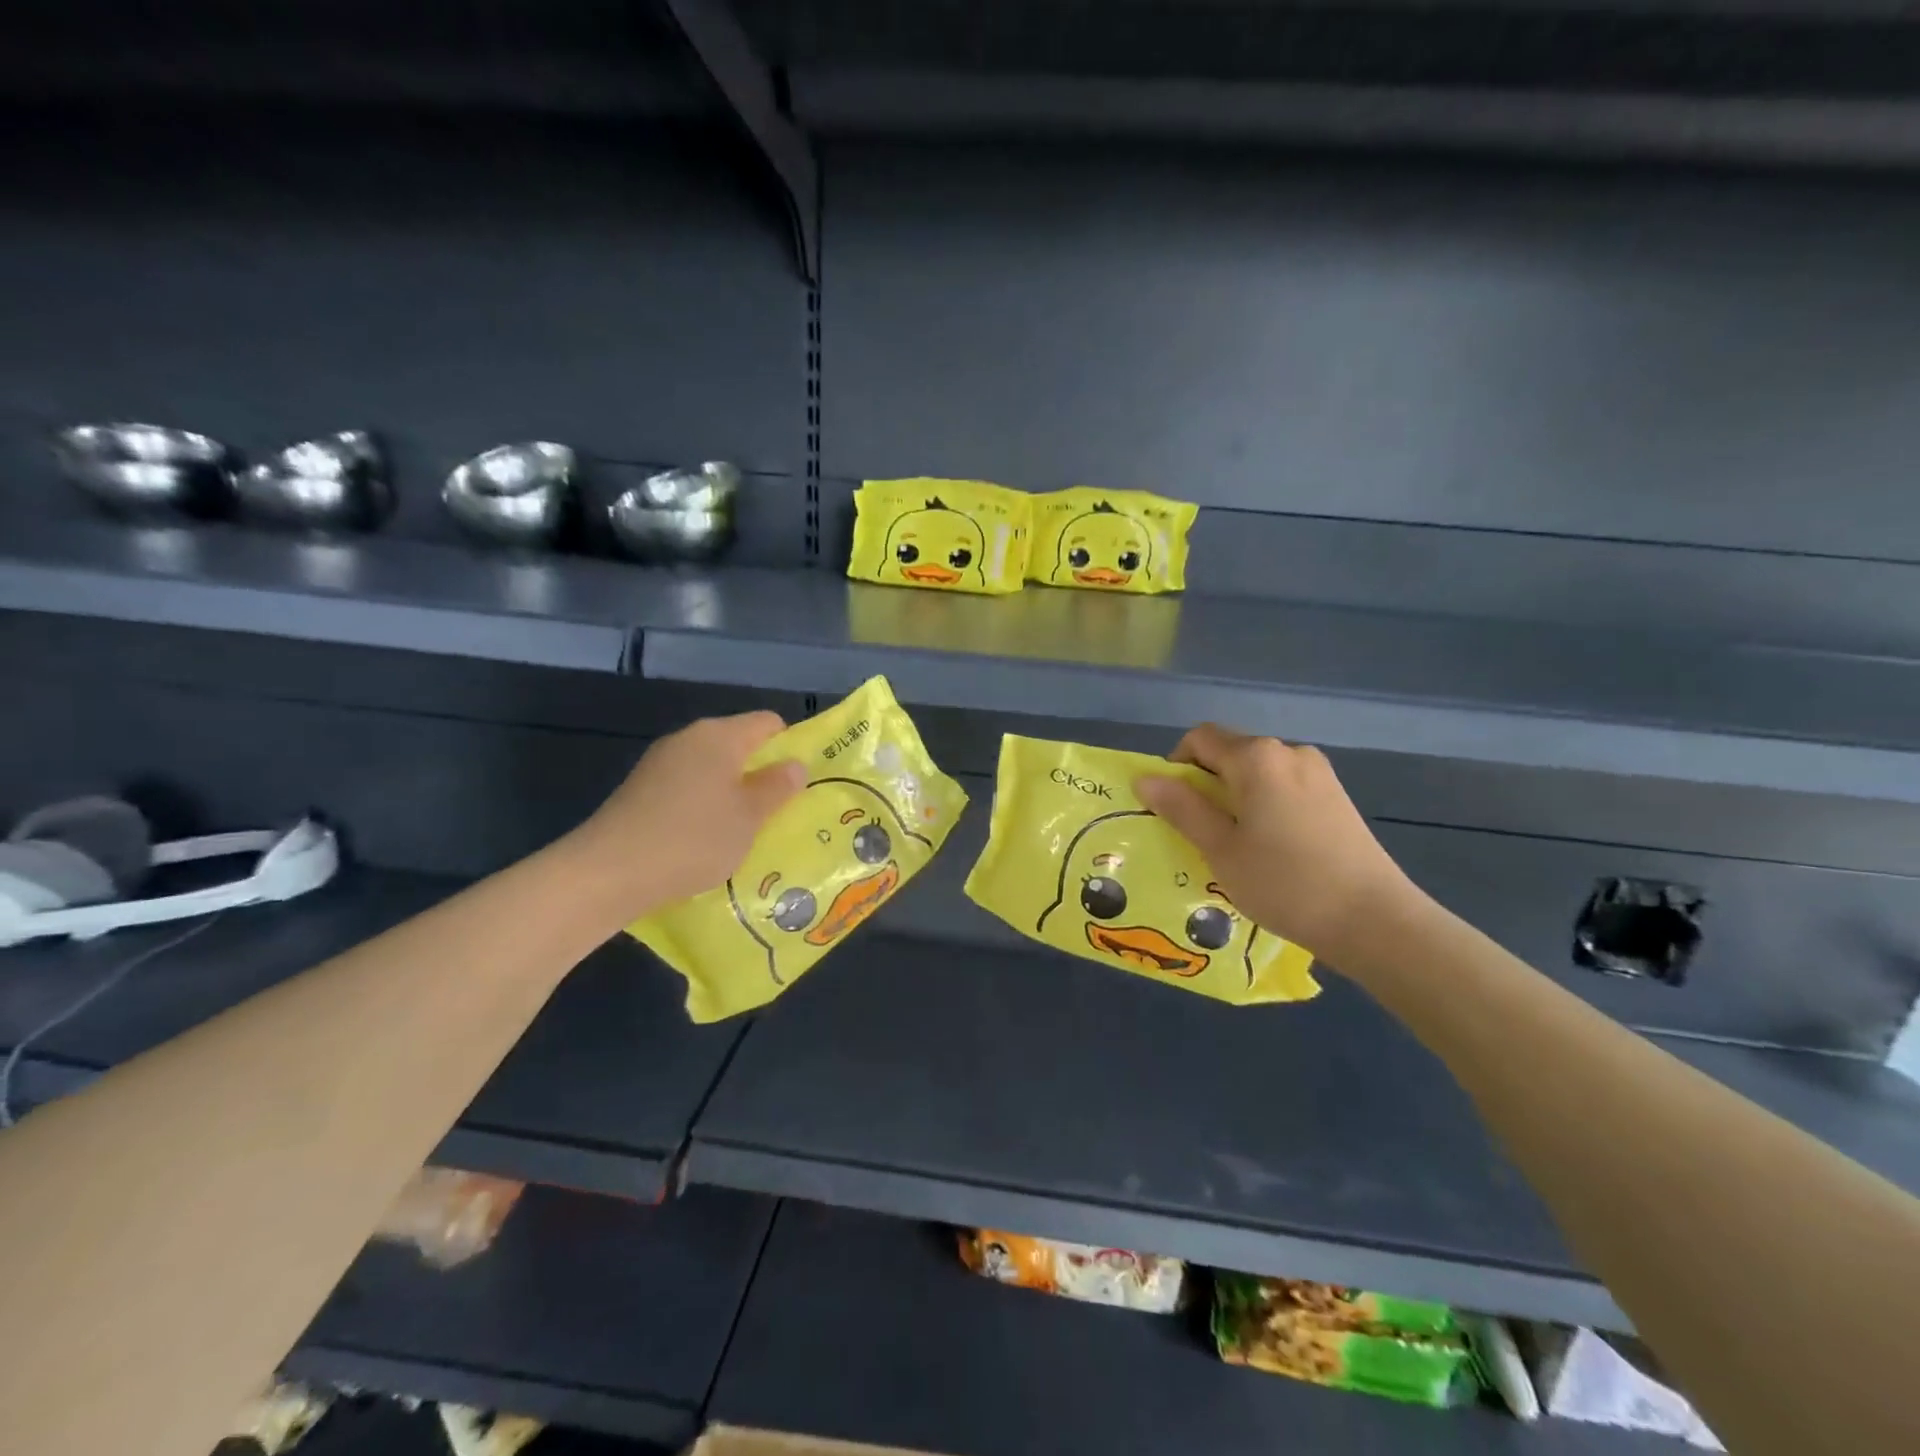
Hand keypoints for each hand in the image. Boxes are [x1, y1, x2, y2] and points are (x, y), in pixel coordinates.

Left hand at [571, 711, 804, 919]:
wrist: (607, 872)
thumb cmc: (693, 838)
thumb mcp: (749, 817)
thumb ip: (777, 787)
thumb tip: (794, 764)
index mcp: (720, 736)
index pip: (768, 723)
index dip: (790, 747)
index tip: (799, 784)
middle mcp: (689, 739)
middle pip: (739, 745)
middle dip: (761, 774)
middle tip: (779, 812)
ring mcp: (660, 764)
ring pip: (712, 769)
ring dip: (732, 794)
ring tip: (744, 832)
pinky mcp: (641, 790)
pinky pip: (687, 788)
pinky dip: (703, 807)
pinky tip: (705, 841)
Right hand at [1135, 723, 1419, 964]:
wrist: (1374, 920)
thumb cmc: (1285, 882)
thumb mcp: (1220, 848)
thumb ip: (1181, 808)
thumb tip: (1145, 779)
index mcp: (1256, 757)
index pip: (1200, 738)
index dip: (1177, 767)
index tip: (1175, 809)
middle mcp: (1288, 751)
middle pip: (1230, 753)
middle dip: (1207, 784)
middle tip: (1202, 834)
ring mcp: (1318, 772)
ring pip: (1258, 773)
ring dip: (1236, 797)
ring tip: (1238, 846)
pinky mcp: (1336, 796)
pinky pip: (1284, 787)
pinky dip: (1265, 805)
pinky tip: (1273, 849)